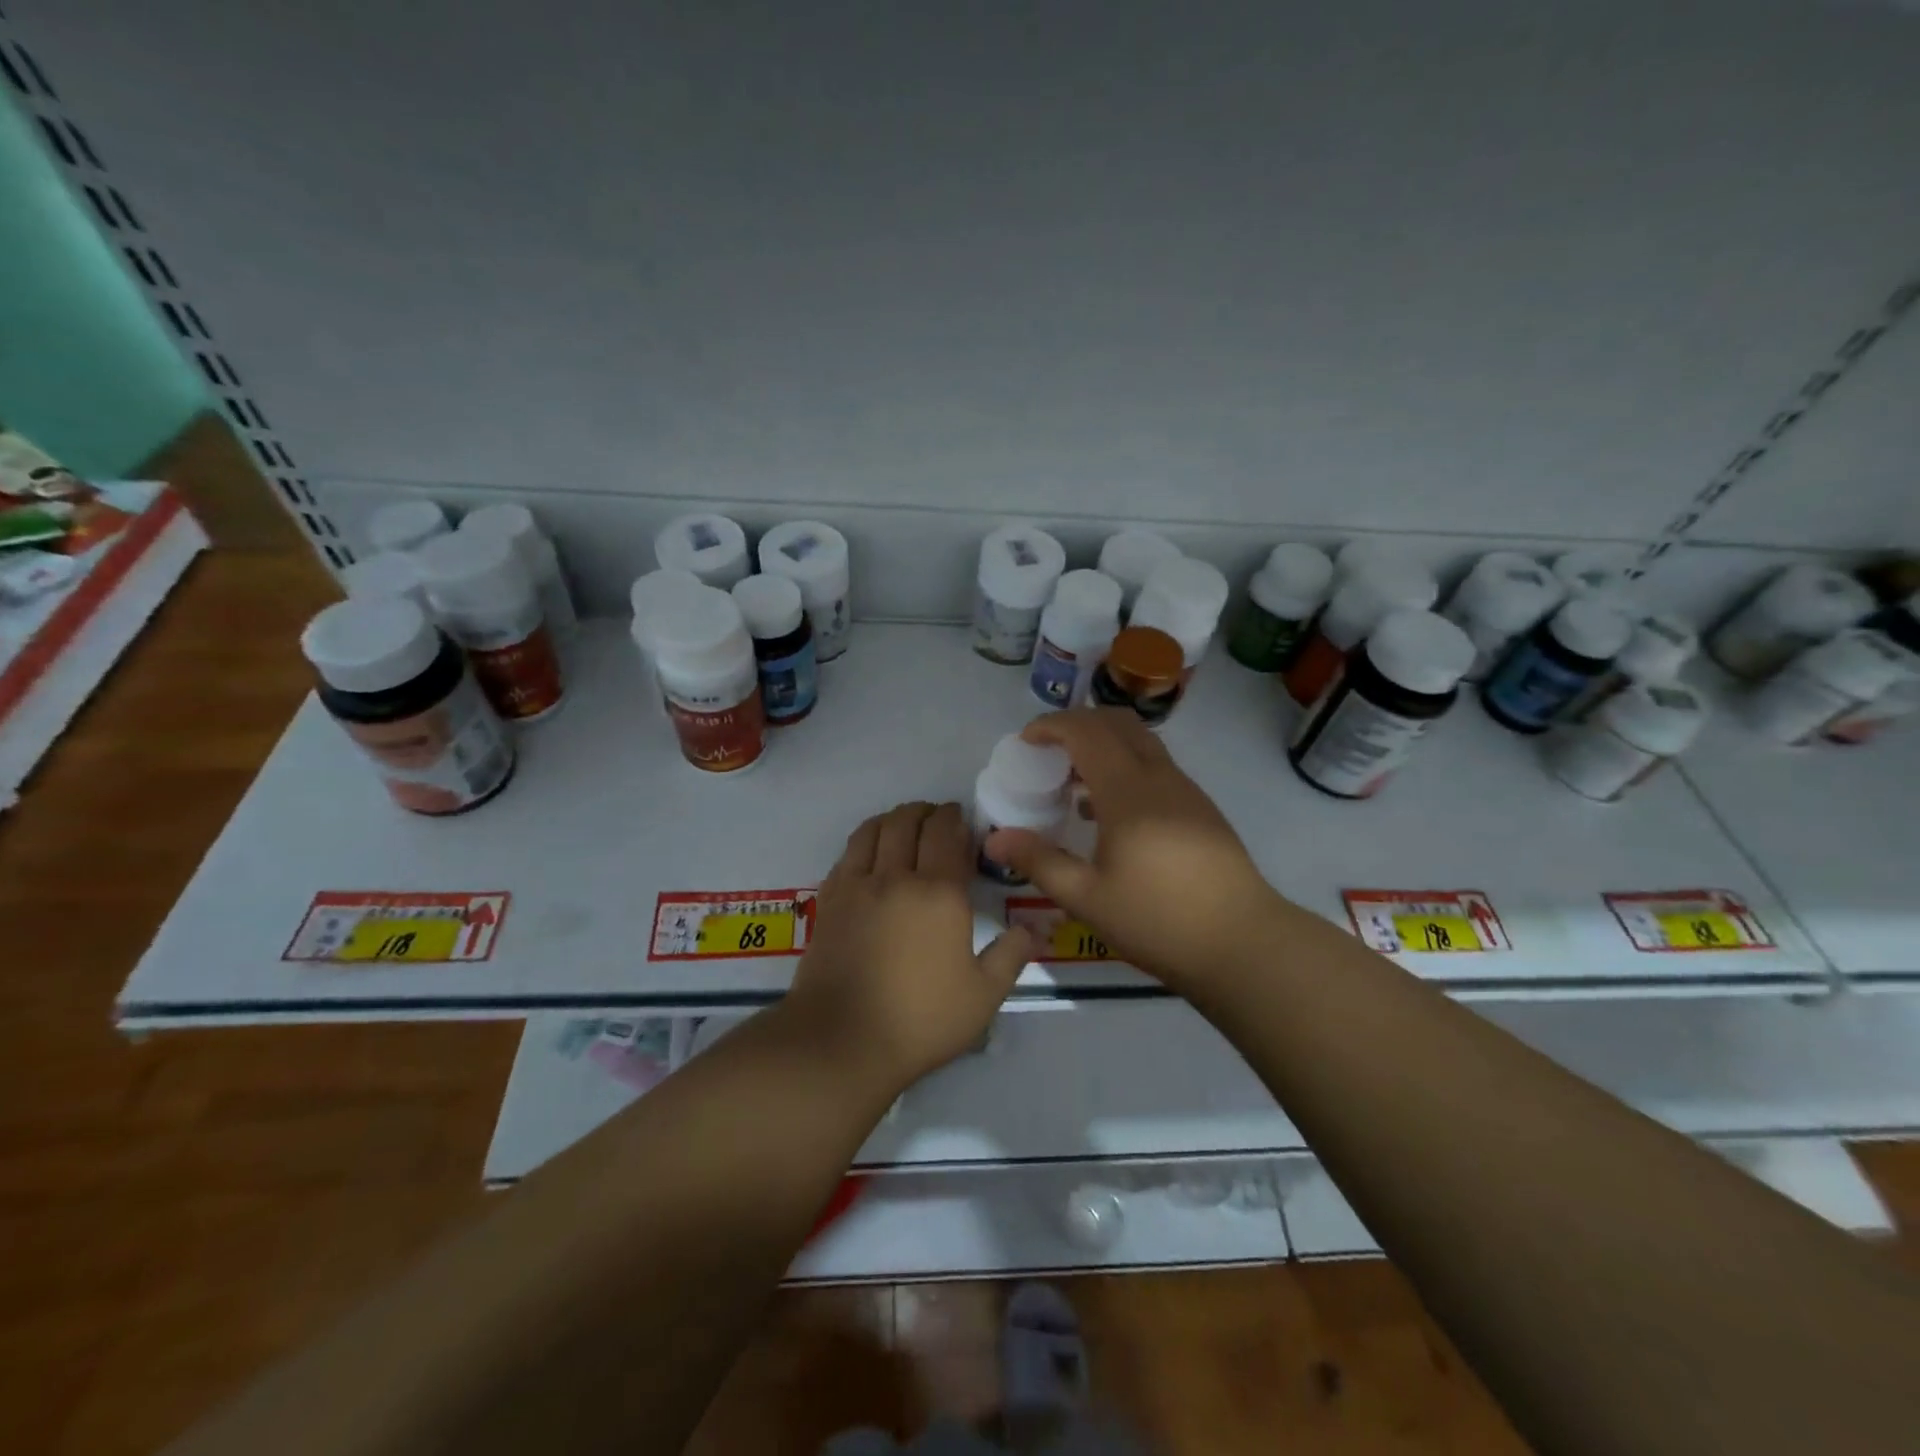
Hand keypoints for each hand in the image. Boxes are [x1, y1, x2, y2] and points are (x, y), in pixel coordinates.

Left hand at [784, 801, 1032, 1093]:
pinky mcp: (830, 899)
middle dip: (926, 812)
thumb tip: (1035, 929)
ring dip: (893, 818)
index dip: (955, 818)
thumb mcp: (982, 996)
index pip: (947, 833)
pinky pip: (848, 852)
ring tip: (904, 826)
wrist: (842, 1040)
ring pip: (874, 829)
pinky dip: (865, 840)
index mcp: (940, 893)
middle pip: (908, 821)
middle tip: (937, 820)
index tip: (962, 819)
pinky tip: (871, 853)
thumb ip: (1011, 955)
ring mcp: (858, 885)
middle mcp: (897, 877)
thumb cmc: (920, 1020)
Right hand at [983, 709, 1286, 994]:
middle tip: (1049, 751)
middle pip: (1118, 723)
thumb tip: (995, 839)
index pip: (1086, 732)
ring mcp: (1186, 791)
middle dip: (1079, 724)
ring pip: (1142, 743)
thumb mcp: (1087, 897)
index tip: (1026, 740)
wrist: (1243, 944)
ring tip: (1075, 782)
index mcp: (1128, 791)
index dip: (1052, 725)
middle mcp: (1159, 778)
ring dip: (1105, 745)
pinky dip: (1127, 767)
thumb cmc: (1158, 920)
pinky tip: (1111, 814)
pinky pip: (1157, 768)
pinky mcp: (1202, 809)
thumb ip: (1039, 862)